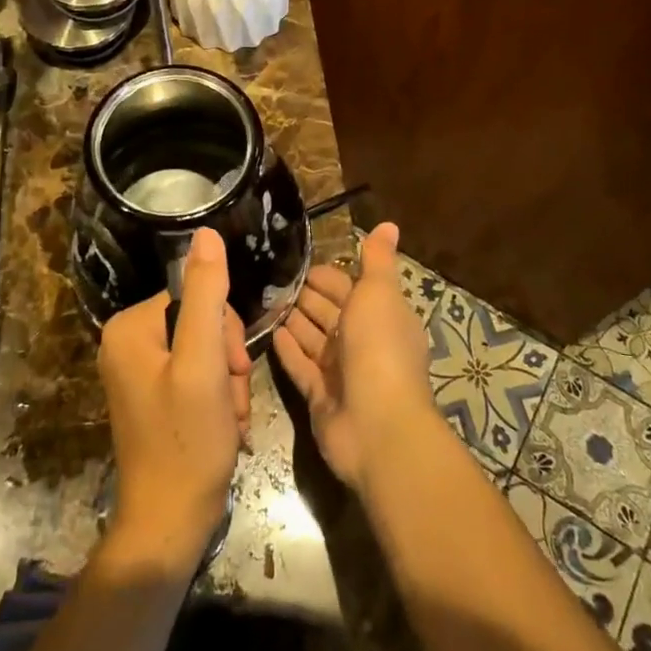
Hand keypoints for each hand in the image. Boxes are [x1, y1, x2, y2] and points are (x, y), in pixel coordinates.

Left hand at [98, 227, 251, 571]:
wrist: (169, 525)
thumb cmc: (186, 442)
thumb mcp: (203, 362)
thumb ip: (206, 295)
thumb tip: (207, 232)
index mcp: (130, 327)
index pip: (196, 296)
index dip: (224, 330)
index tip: (232, 368)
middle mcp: (127, 342)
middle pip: (201, 323)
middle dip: (227, 360)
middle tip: (229, 398)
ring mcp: (139, 371)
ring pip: (206, 351)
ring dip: (227, 383)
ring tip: (227, 418)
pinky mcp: (153, 395)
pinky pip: (197, 375)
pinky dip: (217, 398)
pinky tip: (221, 426)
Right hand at [272, 222, 436, 492]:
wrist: (377, 426)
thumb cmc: (379, 348)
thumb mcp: (379, 293)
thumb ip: (377, 260)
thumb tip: (388, 224)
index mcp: (380, 315)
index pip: (348, 287)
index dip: (325, 275)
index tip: (295, 259)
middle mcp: (361, 342)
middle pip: (328, 312)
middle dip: (304, 294)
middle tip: (268, 276)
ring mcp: (340, 372)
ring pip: (312, 338)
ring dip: (292, 319)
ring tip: (261, 298)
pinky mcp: (320, 397)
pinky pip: (300, 366)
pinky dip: (287, 349)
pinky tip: (269, 332)